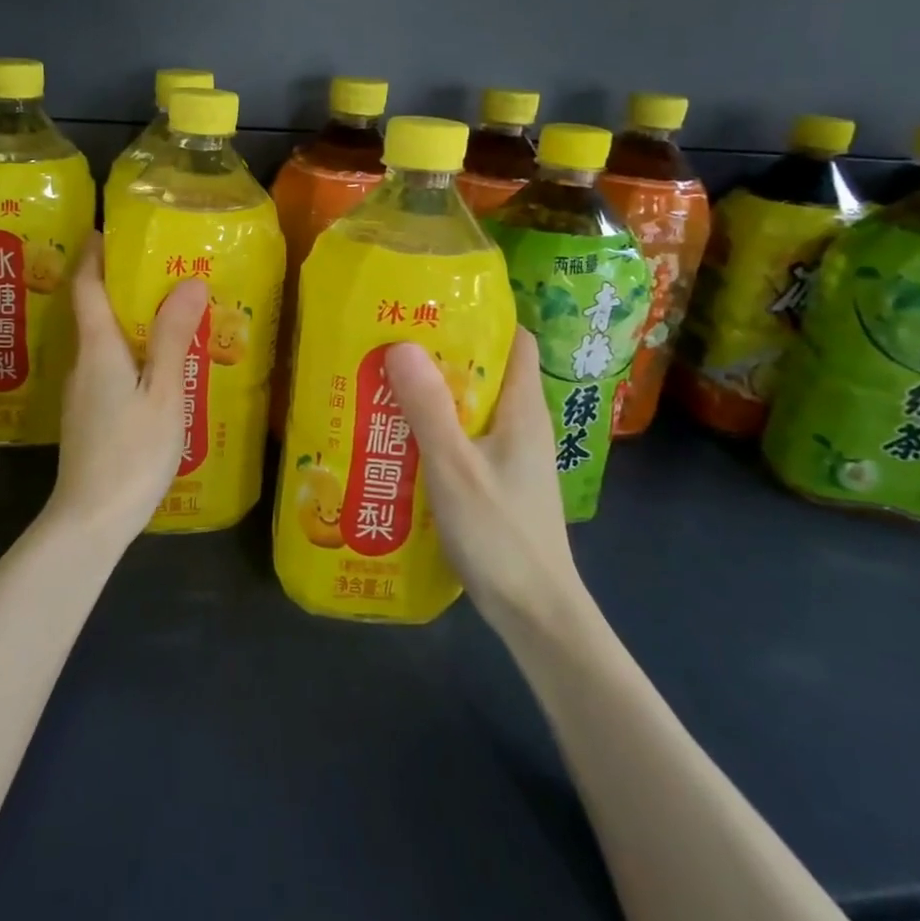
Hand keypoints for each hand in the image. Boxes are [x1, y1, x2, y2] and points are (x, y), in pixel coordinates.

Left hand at [49, 235, 210, 544]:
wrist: (90, 520)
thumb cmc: (130, 452)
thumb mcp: (163, 393)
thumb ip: (173, 338)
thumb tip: (188, 281)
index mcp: (98, 348)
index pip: (86, 287)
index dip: (94, 254)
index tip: (109, 230)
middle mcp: (82, 363)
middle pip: (93, 310)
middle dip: (119, 284)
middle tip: (159, 268)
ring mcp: (81, 393)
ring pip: (102, 342)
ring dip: (127, 320)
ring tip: (167, 313)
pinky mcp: (87, 416)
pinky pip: (107, 367)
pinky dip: (129, 351)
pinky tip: (156, 367)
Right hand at [385, 328, 587, 626]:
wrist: (535, 613)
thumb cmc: (500, 534)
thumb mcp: (454, 467)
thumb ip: (428, 408)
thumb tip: (401, 344)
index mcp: (522, 410)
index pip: (516, 341)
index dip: (482, 317)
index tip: (433, 307)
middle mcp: (521, 425)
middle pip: (486, 371)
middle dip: (442, 354)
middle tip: (391, 344)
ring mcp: (511, 457)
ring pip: (471, 408)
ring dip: (433, 395)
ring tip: (385, 384)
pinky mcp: (497, 482)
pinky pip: (464, 439)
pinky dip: (435, 430)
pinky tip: (399, 439)